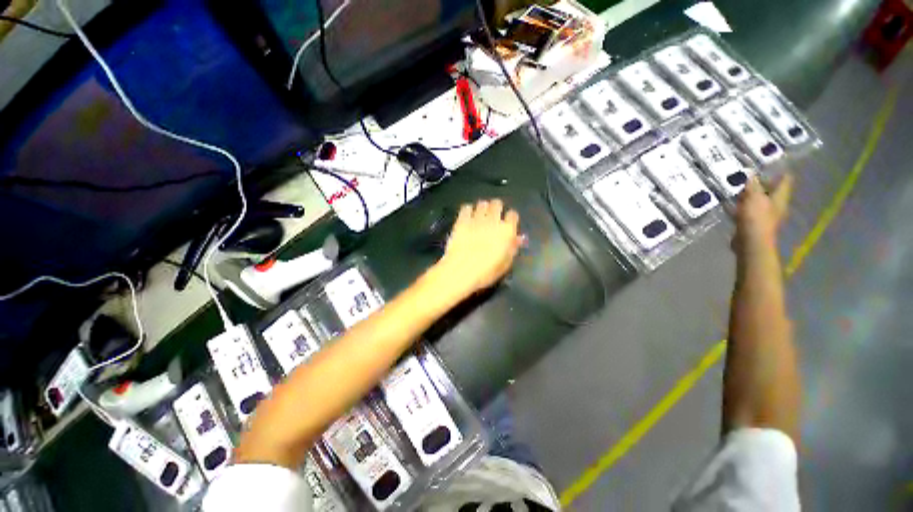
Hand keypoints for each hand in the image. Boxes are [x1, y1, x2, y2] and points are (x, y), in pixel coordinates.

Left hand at [434, 199, 521, 296]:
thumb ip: (512, 248)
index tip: (508, 224)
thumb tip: (518, 238)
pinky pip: (466, 207)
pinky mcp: (461, 220)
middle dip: (496, 208)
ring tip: (480, 216)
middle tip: (493, 217)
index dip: (510, 219)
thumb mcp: (505, 264)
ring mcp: (476, 219)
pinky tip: (467, 217)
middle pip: (497, 204)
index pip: (513, 215)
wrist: (462, 270)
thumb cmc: (486, 271)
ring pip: (482, 203)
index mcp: (507, 231)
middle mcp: (493, 221)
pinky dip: (468, 210)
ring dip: (483, 208)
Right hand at [734, 174, 793, 252]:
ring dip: (751, 196)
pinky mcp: (754, 223)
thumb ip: (753, 185)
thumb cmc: (756, 218)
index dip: (780, 172)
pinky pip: (749, 210)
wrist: (751, 242)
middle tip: (750, 176)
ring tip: (739, 189)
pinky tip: (734, 205)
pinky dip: (743, 206)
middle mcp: (776, 205)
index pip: (785, 180)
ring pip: (760, 201)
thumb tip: (752, 173)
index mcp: (780, 198)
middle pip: (772, 191)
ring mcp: (766, 215)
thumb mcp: (754, 197)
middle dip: (763, 184)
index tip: (771, 165)